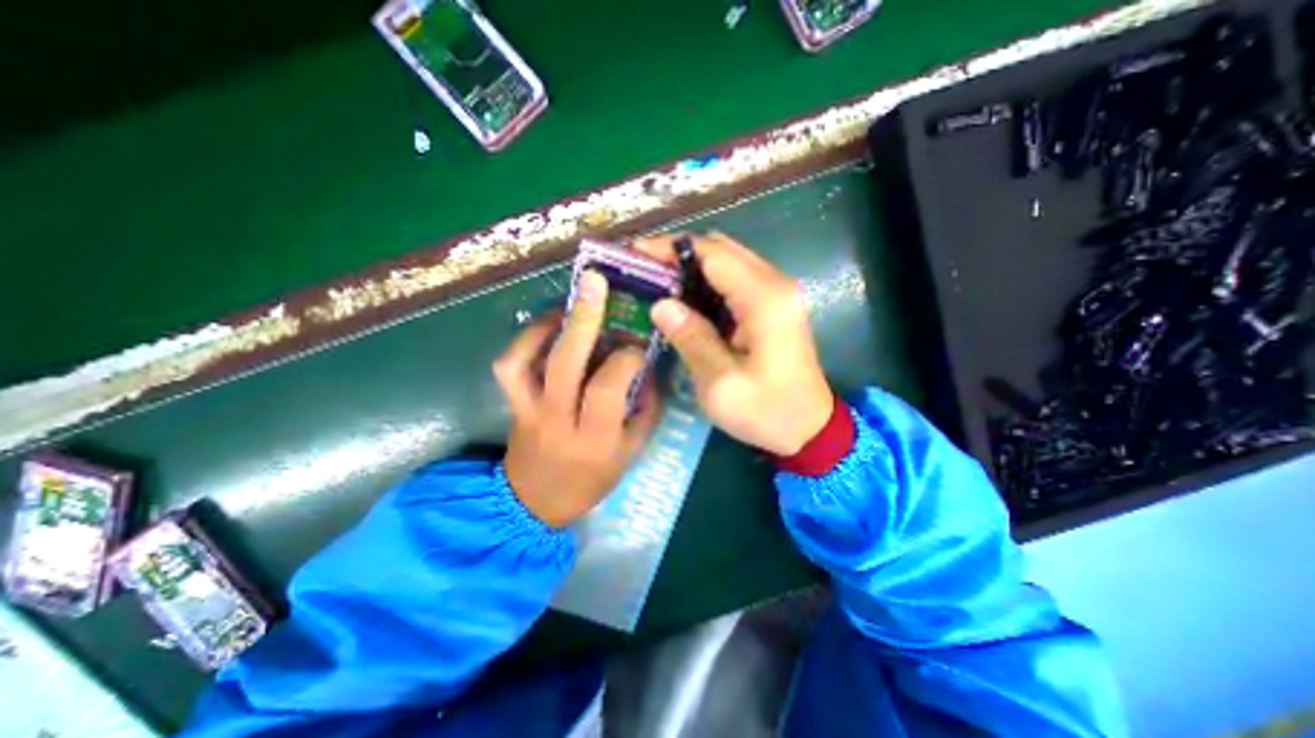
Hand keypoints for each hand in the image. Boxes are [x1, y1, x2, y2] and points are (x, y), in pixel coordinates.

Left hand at [489, 271, 663, 529]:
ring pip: (525, 361)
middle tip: (595, 282)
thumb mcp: (631, 453)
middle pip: (565, 363)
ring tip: (568, 306)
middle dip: (583, 318)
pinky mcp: (512, 404)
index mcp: (595, 439)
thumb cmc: (591, 481)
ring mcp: (528, 411)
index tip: (639, 345)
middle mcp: (558, 421)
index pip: (608, 387)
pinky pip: (509, 366)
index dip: (626, 357)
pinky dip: (524, 340)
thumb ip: (645, 409)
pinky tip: (546, 327)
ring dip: (545, 326)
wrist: (535, 503)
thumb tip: (647, 367)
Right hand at [637, 235, 829, 456]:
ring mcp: (778, 292)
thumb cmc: (766, 411)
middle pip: (721, 249)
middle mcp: (775, 284)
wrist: (810, 427)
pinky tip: (686, 300)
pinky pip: (736, 279)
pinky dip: (708, 282)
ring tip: (658, 283)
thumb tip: (661, 305)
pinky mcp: (775, 305)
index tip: (637, 253)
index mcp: (764, 299)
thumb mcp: (720, 383)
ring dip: (693, 267)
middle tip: (645, 271)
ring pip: (728, 261)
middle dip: (679, 254)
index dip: (671, 249)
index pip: (712, 253)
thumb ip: (691, 338)